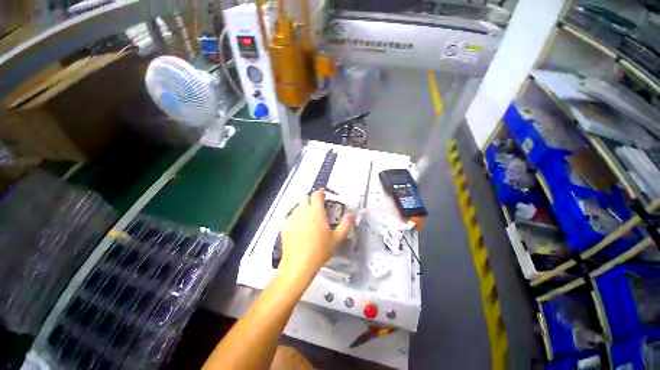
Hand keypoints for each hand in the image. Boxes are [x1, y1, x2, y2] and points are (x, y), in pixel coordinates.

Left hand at [278, 189, 355, 280]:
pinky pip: (290, 216)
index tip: (323, 194)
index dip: (320, 192)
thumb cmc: (319, 251)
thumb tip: (352, 215)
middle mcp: (303, 212)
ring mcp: (292, 218)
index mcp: (316, 212)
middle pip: (305, 198)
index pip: (317, 195)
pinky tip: (298, 226)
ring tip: (308, 216)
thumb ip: (346, 224)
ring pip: (297, 206)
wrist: (299, 265)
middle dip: (311, 199)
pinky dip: (295, 217)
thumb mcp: (337, 238)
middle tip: (317, 206)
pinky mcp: (285, 226)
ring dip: (303, 207)